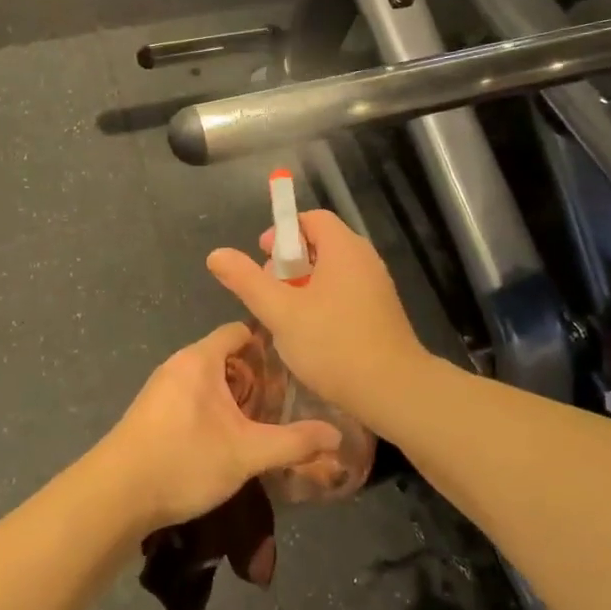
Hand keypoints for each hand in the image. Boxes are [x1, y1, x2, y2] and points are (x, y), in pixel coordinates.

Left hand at [99, 322, 342, 531]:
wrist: (115, 497)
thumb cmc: (184, 460)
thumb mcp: (247, 453)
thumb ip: (294, 442)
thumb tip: (337, 434)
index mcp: (199, 359)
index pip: (238, 331)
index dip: (268, 345)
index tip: (294, 367)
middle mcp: (178, 365)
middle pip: (225, 357)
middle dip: (254, 378)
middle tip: (283, 404)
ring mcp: (160, 389)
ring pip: (207, 382)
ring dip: (233, 399)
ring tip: (260, 425)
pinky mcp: (150, 414)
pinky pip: (190, 399)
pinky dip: (212, 411)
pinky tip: (225, 442)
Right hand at [206, 209, 430, 420]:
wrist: (393, 390)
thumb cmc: (333, 344)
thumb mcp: (280, 312)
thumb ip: (247, 281)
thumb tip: (216, 253)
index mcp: (344, 248)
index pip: (311, 219)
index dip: (282, 233)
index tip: (262, 259)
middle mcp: (364, 259)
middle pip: (320, 244)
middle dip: (288, 263)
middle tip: (269, 293)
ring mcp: (376, 286)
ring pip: (331, 272)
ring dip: (303, 287)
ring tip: (285, 317)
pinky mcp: (381, 312)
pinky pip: (345, 292)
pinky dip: (323, 302)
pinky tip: (310, 334)